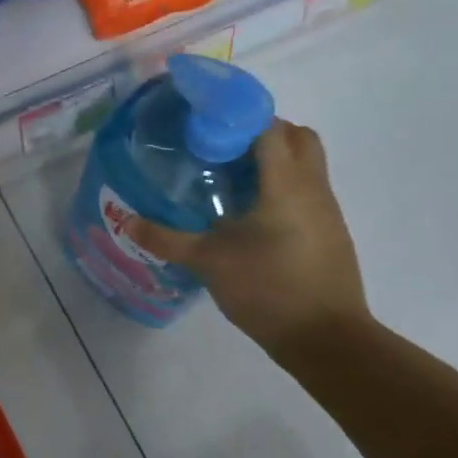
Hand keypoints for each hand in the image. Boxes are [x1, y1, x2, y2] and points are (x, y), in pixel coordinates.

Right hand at [125, 118, 371, 352]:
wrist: (328, 340)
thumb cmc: (268, 289)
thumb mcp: (208, 261)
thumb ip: (166, 238)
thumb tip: (126, 220)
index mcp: (285, 184)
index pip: (269, 127)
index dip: (237, 117)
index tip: (205, 123)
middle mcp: (312, 187)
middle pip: (297, 136)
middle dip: (262, 131)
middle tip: (222, 147)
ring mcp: (327, 210)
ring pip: (306, 162)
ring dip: (274, 158)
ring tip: (231, 177)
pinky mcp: (330, 232)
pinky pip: (308, 189)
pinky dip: (282, 185)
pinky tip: (251, 212)